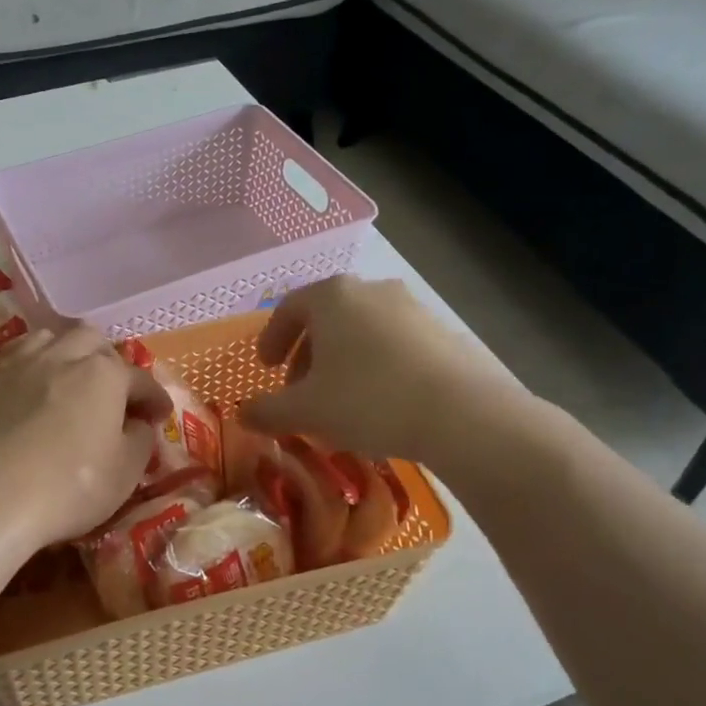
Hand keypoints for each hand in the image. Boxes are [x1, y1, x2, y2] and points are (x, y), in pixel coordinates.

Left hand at [0, 325, 169, 556]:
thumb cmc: (68, 487)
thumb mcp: (125, 472)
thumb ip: (141, 440)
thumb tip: (139, 425)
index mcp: (103, 374)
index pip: (140, 379)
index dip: (155, 398)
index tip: (161, 415)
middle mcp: (62, 356)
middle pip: (92, 342)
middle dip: (110, 362)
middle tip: (114, 394)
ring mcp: (18, 365)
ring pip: (49, 340)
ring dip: (68, 355)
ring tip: (70, 381)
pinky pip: (16, 361)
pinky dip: (33, 371)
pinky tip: (31, 396)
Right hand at [239, 276, 533, 473]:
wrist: (463, 414)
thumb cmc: (368, 400)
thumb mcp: (305, 411)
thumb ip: (267, 410)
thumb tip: (243, 414)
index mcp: (332, 296)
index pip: (289, 309)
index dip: (271, 339)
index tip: (265, 369)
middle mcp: (372, 290)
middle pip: (326, 319)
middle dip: (307, 354)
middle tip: (299, 390)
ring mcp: (412, 308)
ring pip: (361, 331)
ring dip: (341, 362)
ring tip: (339, 401)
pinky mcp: (443, 332)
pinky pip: (394, 344)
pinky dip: (375, 366)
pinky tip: (379, 403)